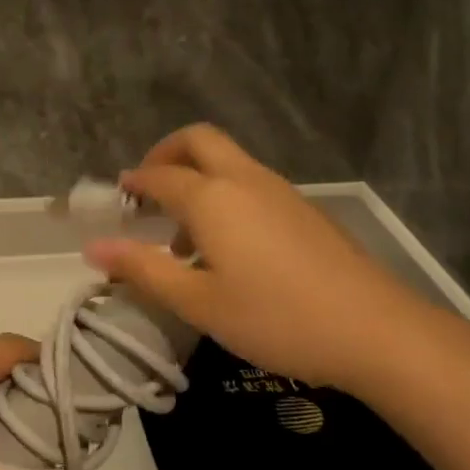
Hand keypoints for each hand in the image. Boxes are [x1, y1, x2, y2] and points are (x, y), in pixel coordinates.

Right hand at [82, 124, 436, 392]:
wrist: (376, 329)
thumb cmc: (275, 317)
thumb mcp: (198, 302)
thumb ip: (143, 269)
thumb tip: (93, 248)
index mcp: (212, 197)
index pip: (159, 175)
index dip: (133, 183)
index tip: (116, 198)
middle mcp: (244, 179)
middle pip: (198, 140)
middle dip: (166, 154)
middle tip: (148, 190)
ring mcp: (280, 190)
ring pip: (228, 161)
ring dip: (197, 178)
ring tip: (184, 236)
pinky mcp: (305, 209)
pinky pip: (251, 183)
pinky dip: (226, 194)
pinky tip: (230, 248)